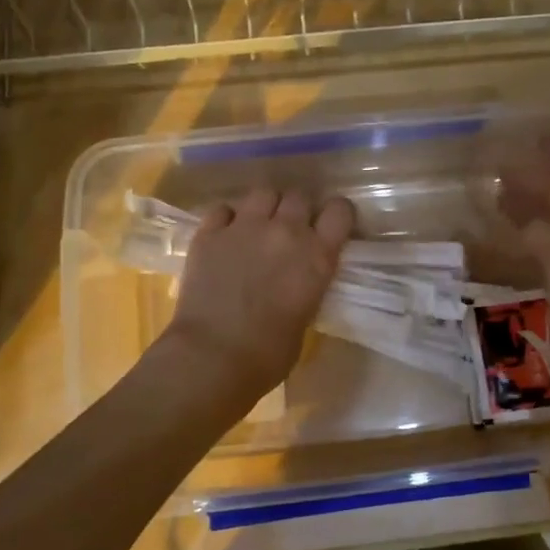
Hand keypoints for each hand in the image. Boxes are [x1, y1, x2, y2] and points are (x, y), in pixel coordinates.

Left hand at [159, 188, 355, 406]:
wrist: (212, 357)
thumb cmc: (268, 354)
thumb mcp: (305, 316)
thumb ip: (307, 285)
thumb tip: (297, 279)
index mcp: (317, 256)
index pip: (340, 210)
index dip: (336, 215)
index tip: (330, 226)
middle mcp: (286, 231)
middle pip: (299, 196)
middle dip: (297, 209)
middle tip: (290, 230)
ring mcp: (245, 227)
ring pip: (263, 192)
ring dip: (265, 207)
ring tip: (258, 226)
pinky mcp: (209, 233)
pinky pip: (223, 208)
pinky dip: (228, 218)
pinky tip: (225, 235)